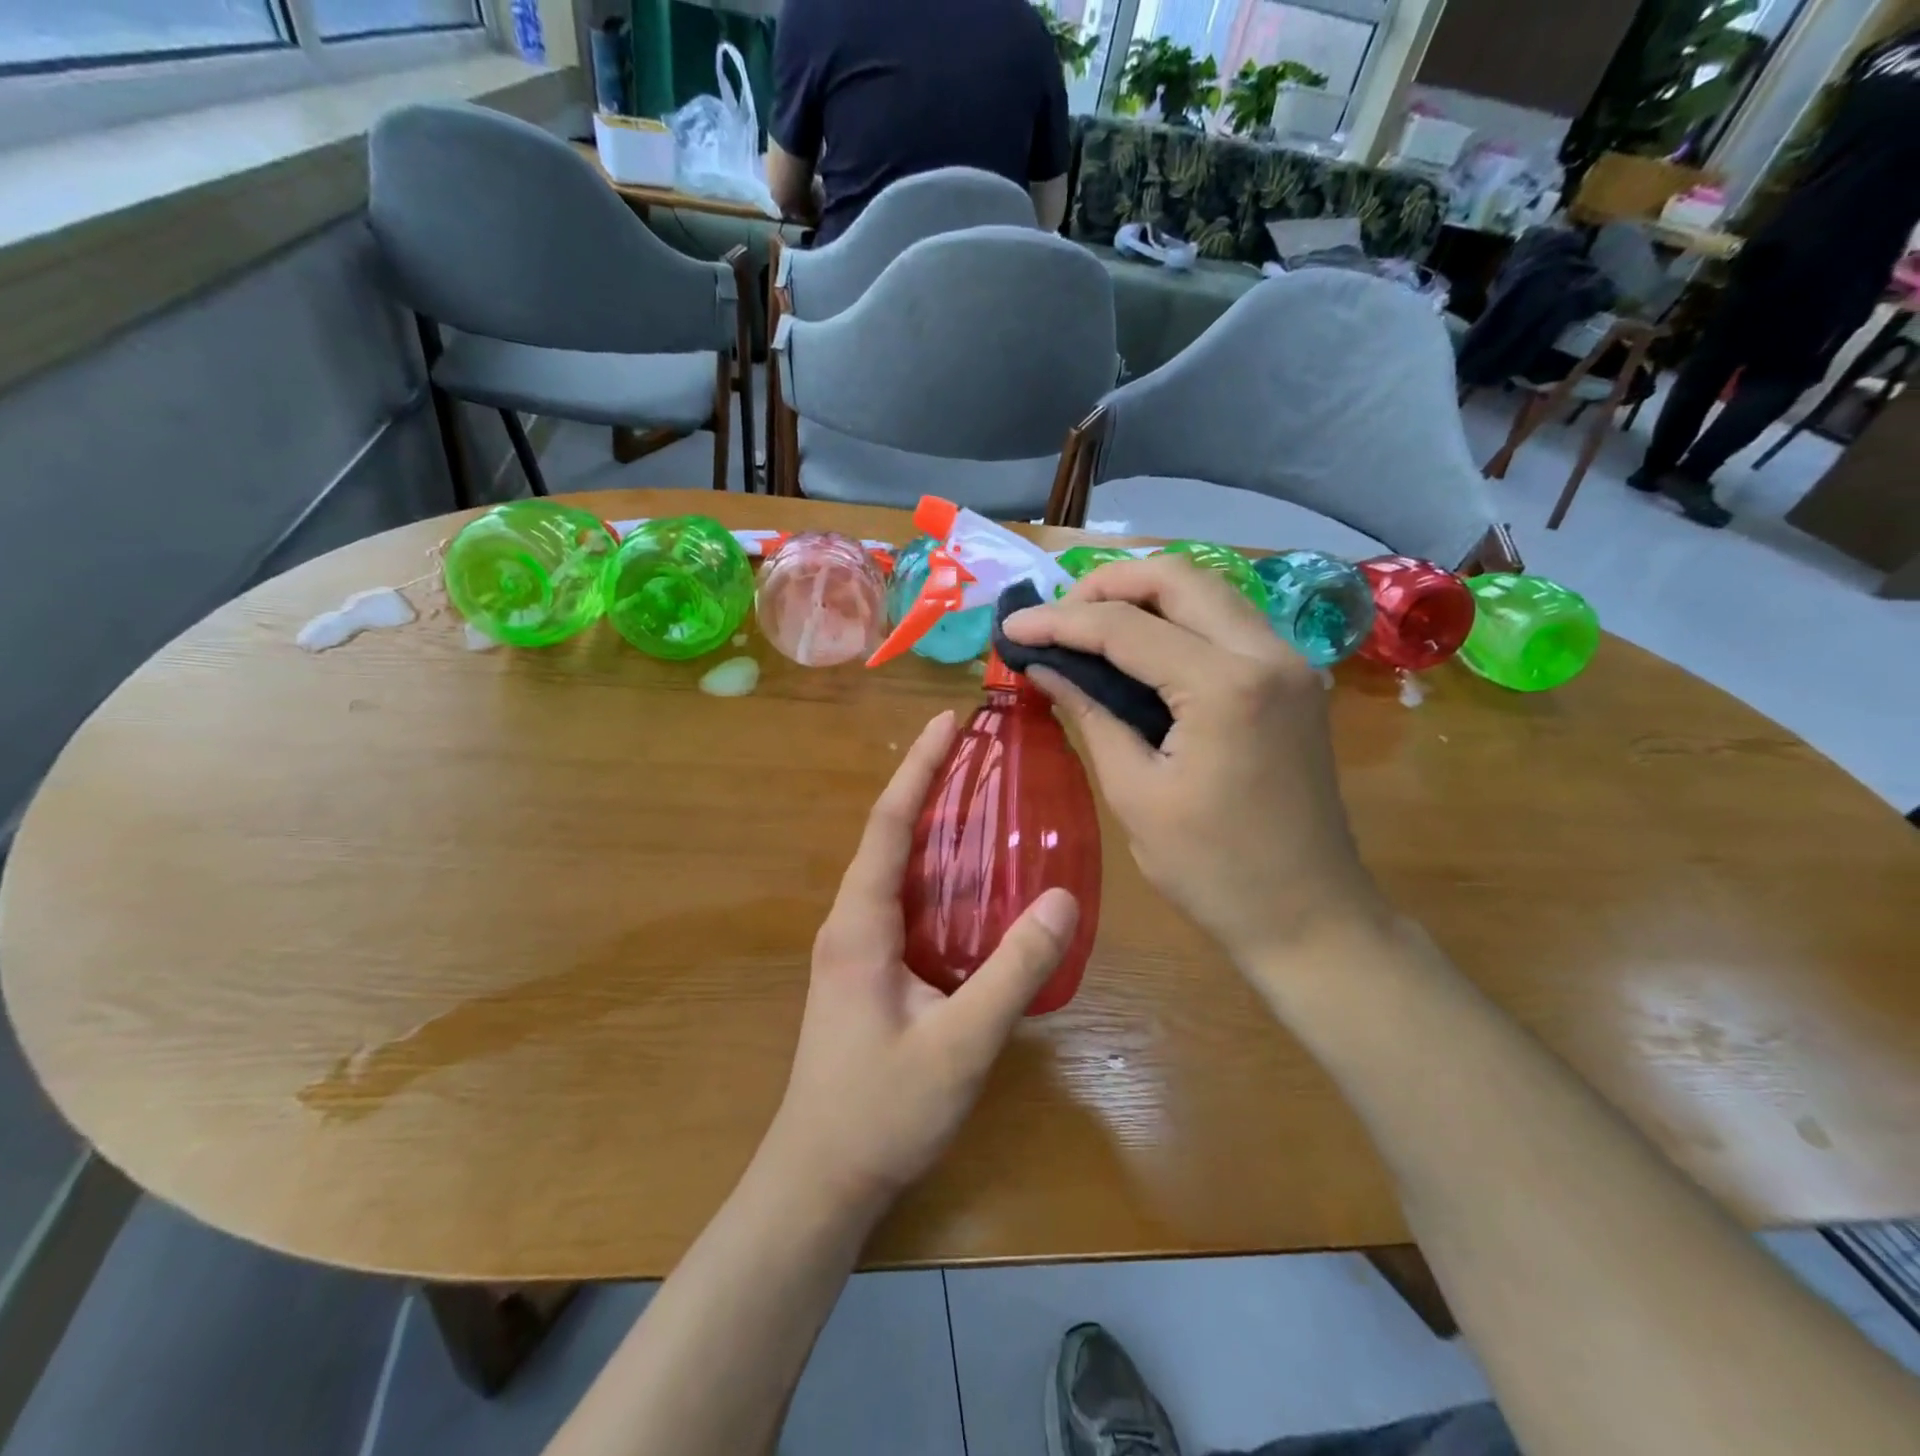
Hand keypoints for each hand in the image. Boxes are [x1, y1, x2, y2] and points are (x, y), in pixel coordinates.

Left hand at [767, 712, 1078, 1212]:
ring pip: (897, 869)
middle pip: (890, 836)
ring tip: (985, 800)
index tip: (946, 722)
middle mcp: (850, 922)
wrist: (821, 1178)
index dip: (918, 770)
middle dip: (929, 787)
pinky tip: (976, 883)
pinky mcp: (868, 971)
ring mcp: (855, 947)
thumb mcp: (961, 1042)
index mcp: (860, 924)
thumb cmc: (882, 1110)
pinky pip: (904, 902)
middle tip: (982, 753)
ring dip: (933, 829)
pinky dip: (936, 874)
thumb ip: (1014, 971)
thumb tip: (1063, 899)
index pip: (887, 825)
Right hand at [1002, 557, 1388, 967]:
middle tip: (1056, 615)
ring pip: (1208, 590)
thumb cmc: (1214, 871)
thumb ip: (1090, 714)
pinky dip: (1178, 618)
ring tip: (1088, 623)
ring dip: (1144, 594)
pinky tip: (1140, 646)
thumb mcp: (1136, 794)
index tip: (1011, 626)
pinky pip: (1228, 621)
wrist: (1310, 917)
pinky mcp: (1294, 680)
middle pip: (1178, 577)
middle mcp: (1267, 653)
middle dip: (1106, 584)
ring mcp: (1290, 662)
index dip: (1059, 621)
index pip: (1125, 627)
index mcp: (1225, 687)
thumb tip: (1043, 666)